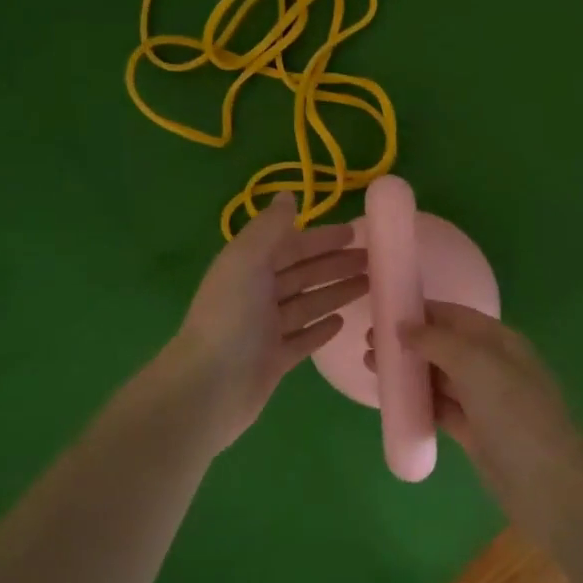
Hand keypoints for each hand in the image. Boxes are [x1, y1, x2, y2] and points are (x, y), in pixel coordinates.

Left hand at [165, 192, 367, 452]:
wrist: (209, 388)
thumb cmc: (230, 317)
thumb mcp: (247, 261)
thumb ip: (270, 227)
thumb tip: (288, 194)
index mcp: (248, 267)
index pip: (291, 245)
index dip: (321, 238)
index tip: (355, 232)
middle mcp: (256, 295)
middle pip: (303, 273)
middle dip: (335, 264)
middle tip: (374, 261)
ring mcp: (265, 330)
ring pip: (307, 304)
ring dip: (335, 292)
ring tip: (369, 286)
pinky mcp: (274, 360)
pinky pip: (303, 339)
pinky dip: (321, 328)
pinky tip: (342, 322)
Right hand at [371, 302, 582, 502]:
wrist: (548, 486)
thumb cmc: (514, 414)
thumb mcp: (477, 365)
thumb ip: (438, 341)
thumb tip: (404, 325)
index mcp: (499, 341)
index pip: (455, 315)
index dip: (421, 310)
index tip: (384, 310)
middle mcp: (492, 365)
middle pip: (444, 344)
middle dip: (409, 341)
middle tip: (369, 343)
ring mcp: (483, 400)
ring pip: (439, 377)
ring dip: (408, 371)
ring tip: (371, 367)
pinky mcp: (474, 432)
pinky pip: (440, 407)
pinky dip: (418, 401)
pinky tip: (391, 400)